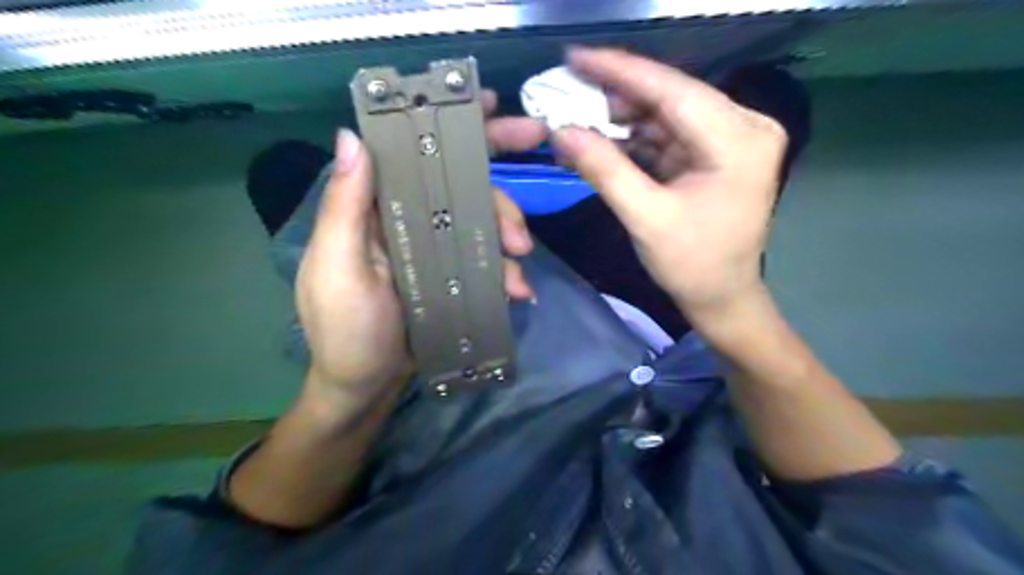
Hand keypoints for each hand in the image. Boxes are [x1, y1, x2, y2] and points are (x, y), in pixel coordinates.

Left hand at [297, 94, 548, 400]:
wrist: (367, 387)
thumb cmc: (346, 331)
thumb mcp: (339, 270)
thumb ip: (345, 208)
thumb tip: (351, 136)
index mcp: (375, 209)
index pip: (414, 154)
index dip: (453, 128)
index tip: (497, 109)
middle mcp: (407, 219)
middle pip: (461, 187)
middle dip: (499, 196)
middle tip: (523, 228)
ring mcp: (434, 248)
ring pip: (481, 223)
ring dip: (509, 238)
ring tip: (520, 268)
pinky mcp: (452, 275)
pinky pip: (487, 260)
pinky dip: (506, 272)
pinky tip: (518, 291)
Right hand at [553, 46, 786, 318]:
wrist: (722, 298)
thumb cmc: (692, 264)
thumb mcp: (646, 218)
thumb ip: (604, 170)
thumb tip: (561, 132)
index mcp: (739, 140)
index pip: (673, 91)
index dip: (620, 71)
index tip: (576, 57)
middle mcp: (743, 128)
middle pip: (670, 98)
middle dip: (617, 96)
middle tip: (569, 91)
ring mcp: (729, 140)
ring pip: (666, 115)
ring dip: (622, 118)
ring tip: (578, 118)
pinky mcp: (713, 155)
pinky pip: (668, 136)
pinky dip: (634, 139)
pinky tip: (602, 139)